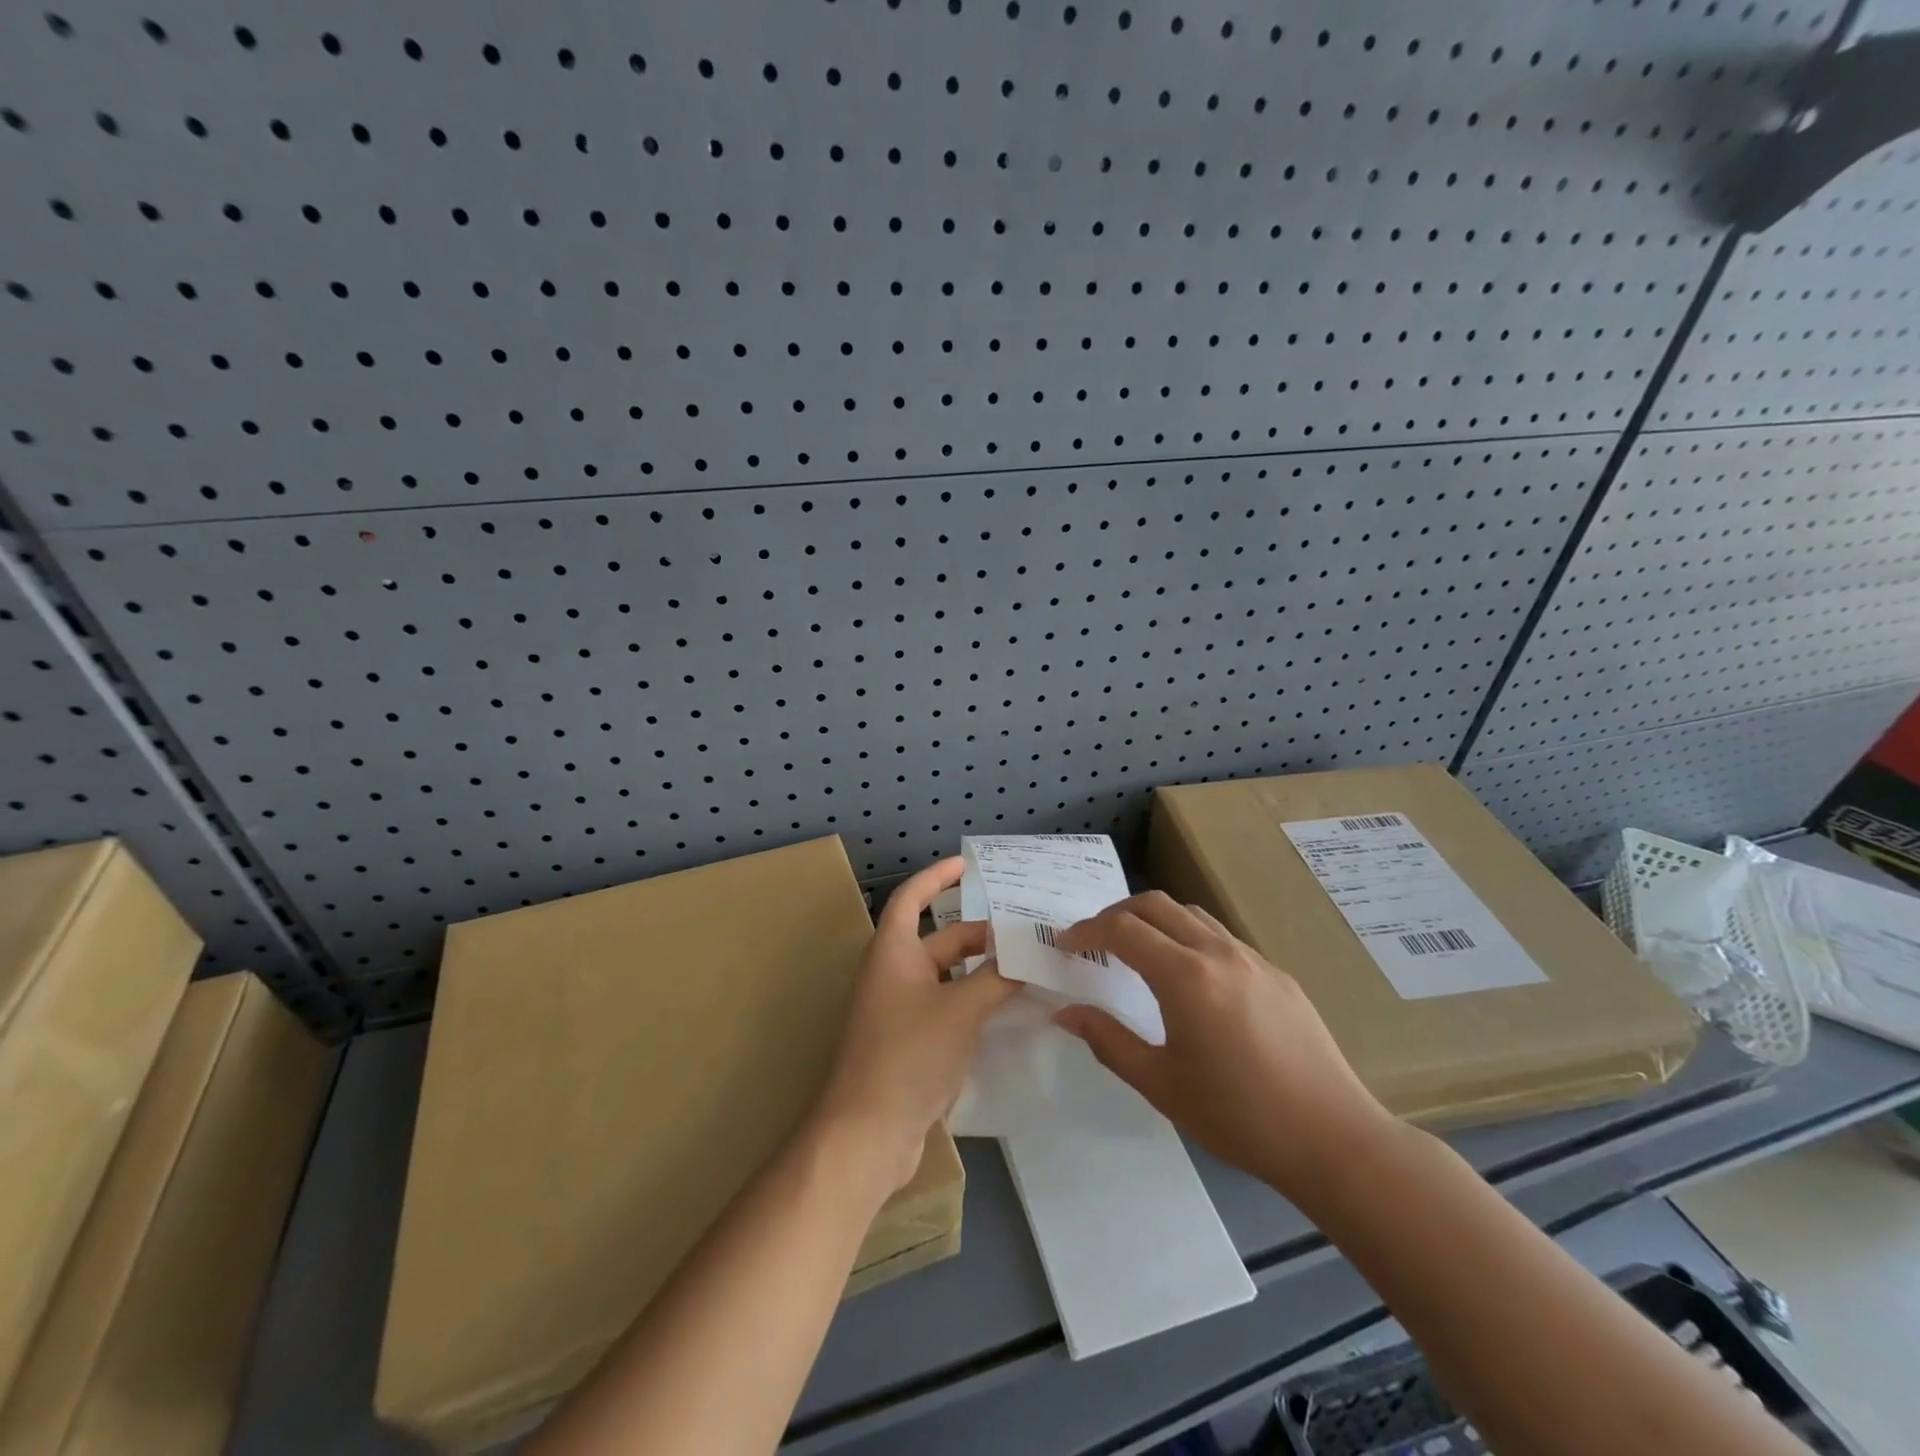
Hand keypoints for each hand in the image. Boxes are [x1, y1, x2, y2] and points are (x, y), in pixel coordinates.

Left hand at [811, 858, 1018, 1193]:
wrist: (867, 1134)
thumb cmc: (907, 1055)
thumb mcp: (960, 1009)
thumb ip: (997, 978)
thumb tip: (1027, 958)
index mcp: (893, 952)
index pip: (911, 898)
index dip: (937, 877)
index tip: (968, 865)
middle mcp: (895, 974)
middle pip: (941, 940)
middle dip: (982, 936)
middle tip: (1028, 935)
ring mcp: (902, 1011)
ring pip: (950, 977)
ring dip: (984, 972)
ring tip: (1030, 968)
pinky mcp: (913, 1044)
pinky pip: (950, 1009)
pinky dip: (977, 1004)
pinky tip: (1011, 1011)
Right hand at [1053, 891, 1392, 1198]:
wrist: (1333, 1139)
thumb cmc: (1238, 1117)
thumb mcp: (1160, 1084)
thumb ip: (1108, 1041)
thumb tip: (1067, 1013)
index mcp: (1185, 977)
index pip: (1123, 930)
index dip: (1087, 931)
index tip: (1065, 945)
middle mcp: (1218, 953)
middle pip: (1156, 904)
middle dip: (1117, 914)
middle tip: (1095, 941)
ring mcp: (1253, 959)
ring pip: (1192, 914)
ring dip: (1155, 920)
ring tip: (1137, 950)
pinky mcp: (1277, 975)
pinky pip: (1221, 937)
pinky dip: (1188, 937)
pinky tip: (1190, 978)